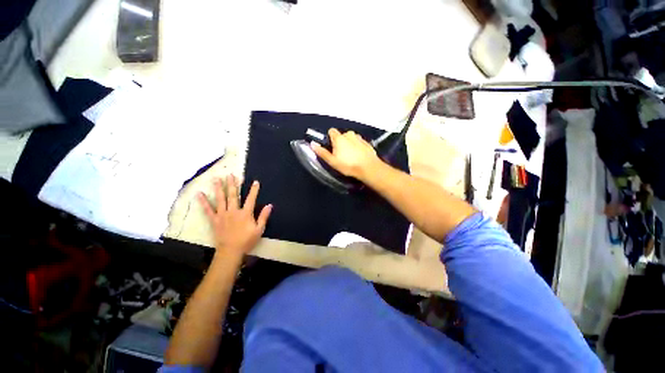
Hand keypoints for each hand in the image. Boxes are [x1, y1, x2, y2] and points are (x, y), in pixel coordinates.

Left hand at [198, 175, 272, 260]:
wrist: (230, 251)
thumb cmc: (247, 240)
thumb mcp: (259, 229)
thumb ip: (263, 216)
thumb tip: (269, 205)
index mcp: (245, 213)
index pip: (251, 199)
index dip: (254, 190)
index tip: (255, 182)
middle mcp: (233, 211)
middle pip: (233, 195)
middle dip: (232, 184)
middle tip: (230, 175)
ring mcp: (222, 215)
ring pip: (221, 199)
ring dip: (219, 188)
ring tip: (217, 179)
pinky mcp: (214, 220)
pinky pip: (208, 210)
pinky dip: (204, 202)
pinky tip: (199, 194)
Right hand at [311, 128, 381, 179]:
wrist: (369, 168)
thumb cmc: (348, 165)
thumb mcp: (332, 161)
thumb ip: (322, 152)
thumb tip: (312, 144)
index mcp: (339, 138)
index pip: (331, 131)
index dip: (330, 139)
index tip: (332, 147)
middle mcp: (349, 134)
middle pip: (341, 136)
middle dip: (340, 143)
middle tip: (341, 155)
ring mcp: (359, 137)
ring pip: (351, 139)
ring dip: (349, 144)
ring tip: (351, 157)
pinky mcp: (367, 142)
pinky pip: (359, 142)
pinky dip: (357, 147)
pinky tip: (359, 156)